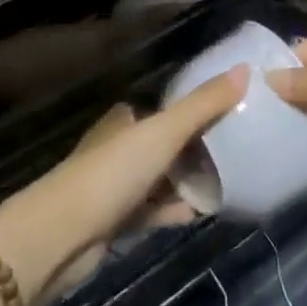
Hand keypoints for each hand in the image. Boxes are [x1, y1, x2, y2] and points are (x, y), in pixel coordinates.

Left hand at [0, 66, 247, 305]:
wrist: (61, 236)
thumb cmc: (112, 172)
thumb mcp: (163, 132)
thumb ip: (204, 104)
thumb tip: (245, 69)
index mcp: (125, 120)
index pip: (164, 109)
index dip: (194, 109)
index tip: (230, 111)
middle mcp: (119, 147)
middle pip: (164, 144)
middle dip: (196, 147)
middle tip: (237, 148)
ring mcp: (117, 187)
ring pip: (161, 178)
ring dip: (188, 181)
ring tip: (230, 180)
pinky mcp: (117, 222)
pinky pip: (155, 211)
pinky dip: (176, 210)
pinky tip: (203, 213)